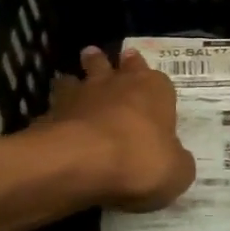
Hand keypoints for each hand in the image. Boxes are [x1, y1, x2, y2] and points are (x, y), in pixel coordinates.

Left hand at [46, 47, 194, 210]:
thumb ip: (176, 161)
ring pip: (78, 78)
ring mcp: (81, 94)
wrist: (82, 161)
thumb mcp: (176, 172)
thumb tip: (174, 159)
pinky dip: (54, 114)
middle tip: (101, 58)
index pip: (158, 80)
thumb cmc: (140, 160)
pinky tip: (53, 123)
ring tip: (71, 82)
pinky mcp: (52, 112)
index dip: (154, 84)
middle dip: (109, 63)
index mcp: (153, 90)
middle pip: (115, 65)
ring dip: (76, 80)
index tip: (148, 82)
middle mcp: (118, 83)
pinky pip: (54, 108)